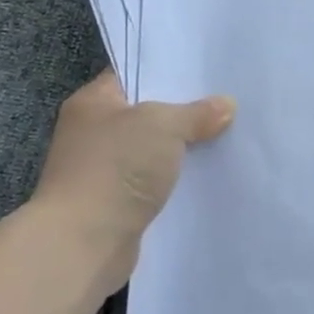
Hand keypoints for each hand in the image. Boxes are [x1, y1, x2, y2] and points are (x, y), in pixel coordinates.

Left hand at [29, 72, 234, 270]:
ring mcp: (104, 169)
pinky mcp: (119, 202)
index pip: (134, 75)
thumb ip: (196, 112)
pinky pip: (156, 180)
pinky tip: (210, 174)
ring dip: (184, 148)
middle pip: (149, 113)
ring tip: (228, 137)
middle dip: (185, 111)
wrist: (85, 241)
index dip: (170, 71)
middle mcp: (94, 132)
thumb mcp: (163, 125)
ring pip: (155, 149)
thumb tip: (225, 106)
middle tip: (229, 103)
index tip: (209, 73)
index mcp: (93, 102)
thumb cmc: (116, 168)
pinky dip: (178, 179)